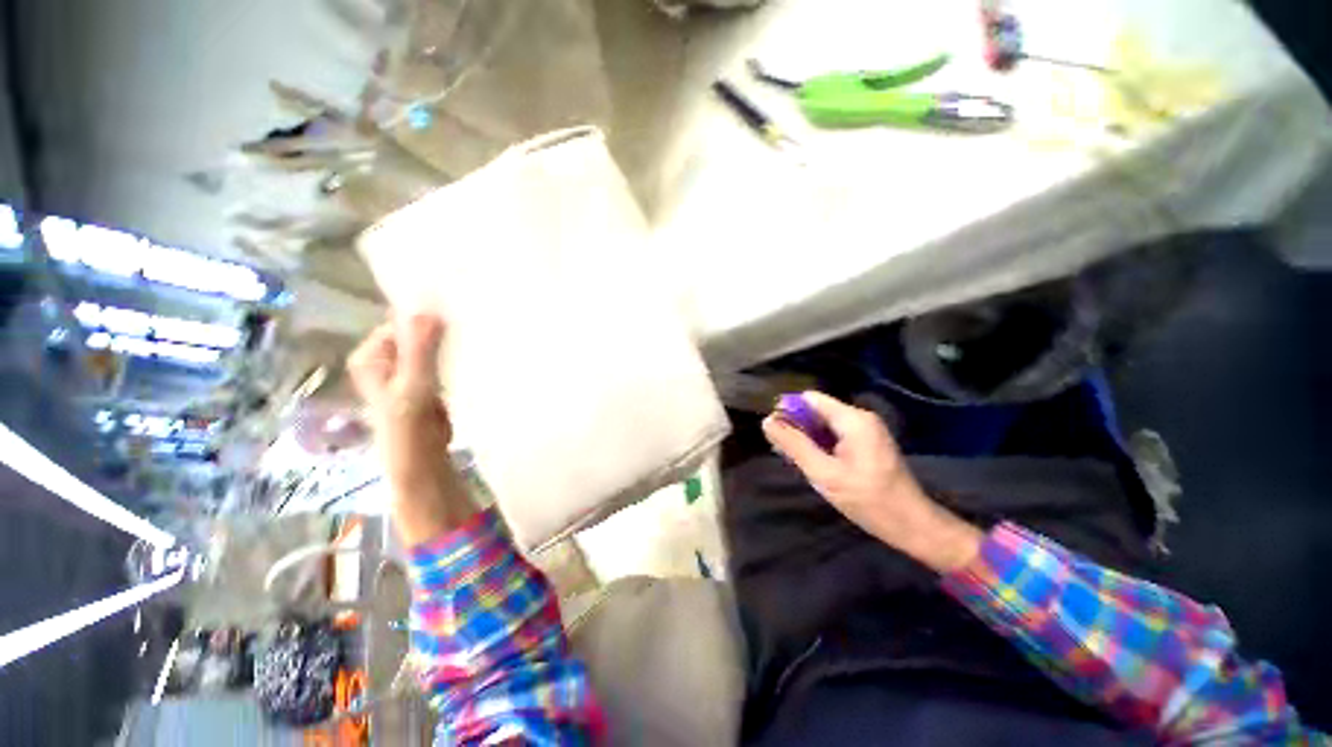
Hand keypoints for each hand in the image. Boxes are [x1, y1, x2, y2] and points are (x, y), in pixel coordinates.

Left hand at [348, 314, 474, 543]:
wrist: (422, 458)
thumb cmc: (409, 425)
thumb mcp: (412, 385)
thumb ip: (418, 350)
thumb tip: (428, 310)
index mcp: (371, 354)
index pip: (401, 322)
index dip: (426, 313)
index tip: (457, 304)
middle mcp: (386, 357)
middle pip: (417, 332)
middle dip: (441, 325)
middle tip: (471, 315)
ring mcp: (408, 369)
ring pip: (431, 345)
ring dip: (450, 339)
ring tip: (476, 330)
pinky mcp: (427, 380)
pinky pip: (442, 358)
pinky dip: (455, 353)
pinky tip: (474, 349)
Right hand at [763, 391, 982, 573]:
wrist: (911, 525)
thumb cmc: (867, 499)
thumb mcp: (824, 473)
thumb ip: (794, 445)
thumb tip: (767, 421)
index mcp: (853, 419)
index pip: (810, 399)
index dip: (788, 411)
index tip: (775, 433)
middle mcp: (860, 418)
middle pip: (817, 410)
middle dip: (797, 426)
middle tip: (782, 451)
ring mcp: (866, 430)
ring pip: (824, 424)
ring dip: (807, 438)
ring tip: (794, 460)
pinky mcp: (867, 443)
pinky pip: (835, 434)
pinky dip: (820, 444)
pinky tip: (813, 463)